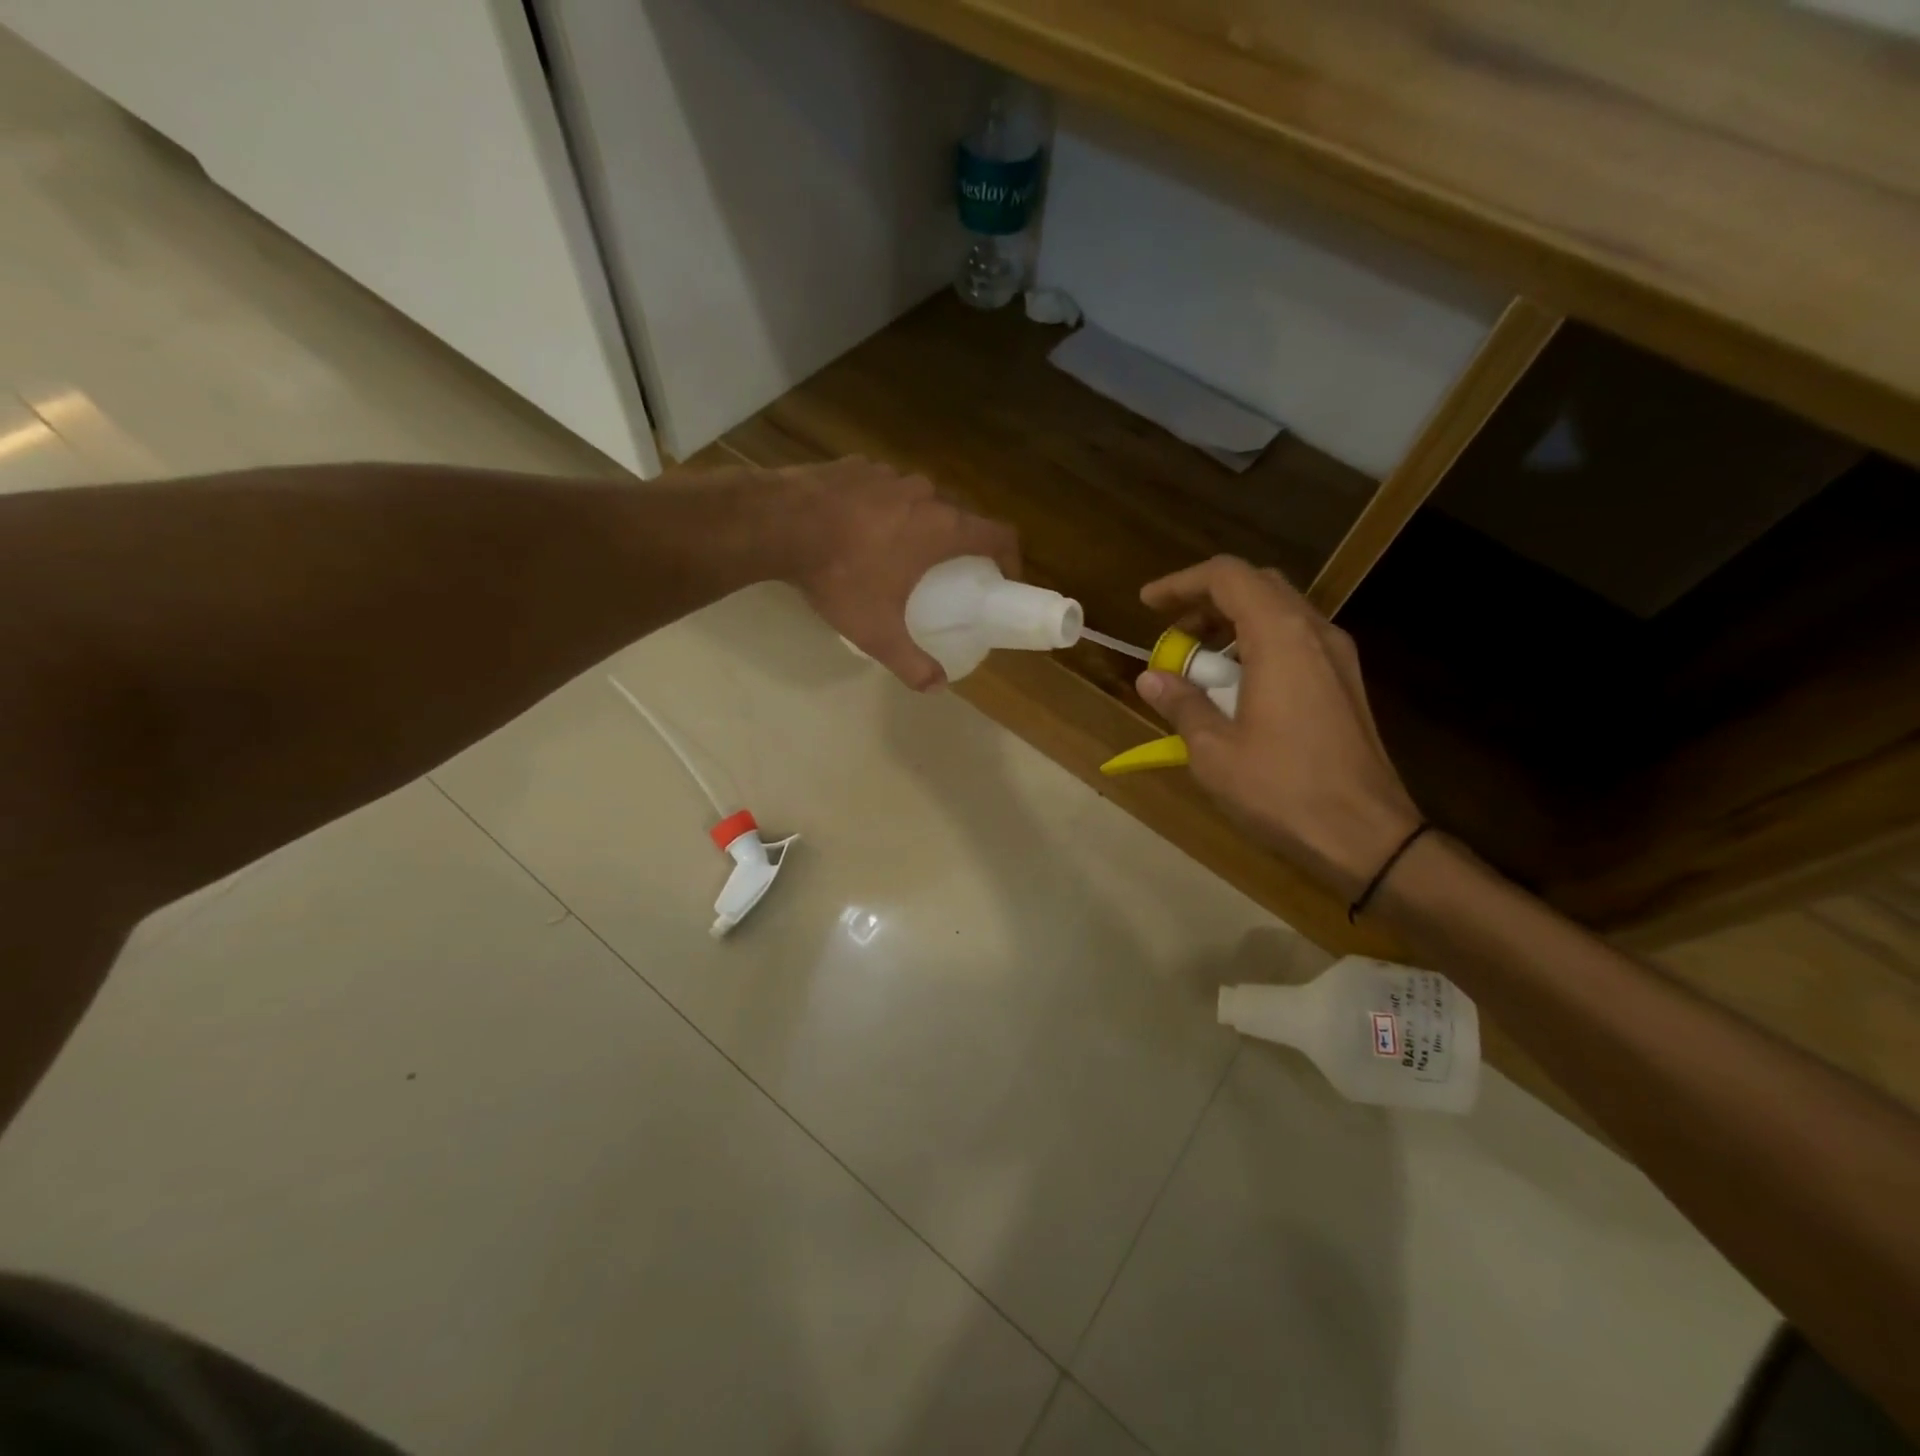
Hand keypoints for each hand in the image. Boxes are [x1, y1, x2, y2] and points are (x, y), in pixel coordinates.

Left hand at [776, 457, 1018, 689]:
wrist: (779, 523)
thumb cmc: (840, 575)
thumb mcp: (877, 631)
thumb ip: (911, 663)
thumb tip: (936, 687)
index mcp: (942, 528)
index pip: (1000, 534)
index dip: (1011, 557)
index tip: (1003, 579)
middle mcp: (925, 493)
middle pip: (961, 516)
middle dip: (962, 544)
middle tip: (949, 573)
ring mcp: (889, 474)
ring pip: (921, 499)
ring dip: (921, 523)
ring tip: (899, 551)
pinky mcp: (857, 464)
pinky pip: (884, 488)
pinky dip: (884, 508)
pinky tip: (860, 529)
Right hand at [1136, 556, 1422, 898]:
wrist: (1367, 835)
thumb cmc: (1283, 789)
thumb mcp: (1214, 751)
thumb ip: (1182, 704)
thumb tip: (1151, 679)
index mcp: (1280, 637)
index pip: (1228, 577)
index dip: (1181, 583)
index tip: (1148, 604)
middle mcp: (1314, 632)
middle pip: (1257, 586)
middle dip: (1207, 600)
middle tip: (1173, 631)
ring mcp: (1337, 656)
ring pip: (1279, 611)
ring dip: (1233, 623)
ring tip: (1199, 664)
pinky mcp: (1345, 682)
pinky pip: (1295, 640)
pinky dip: (1258, 644)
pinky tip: (1237, 686)